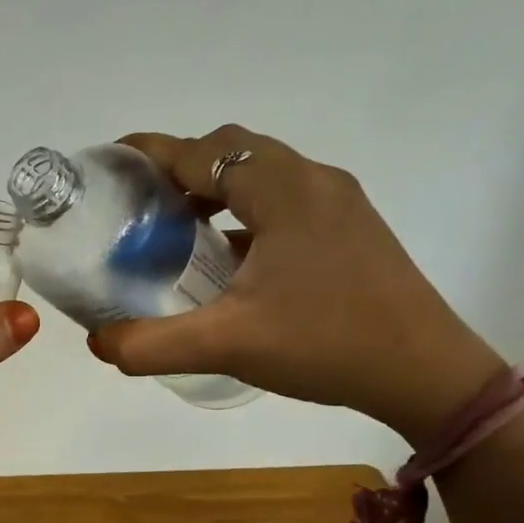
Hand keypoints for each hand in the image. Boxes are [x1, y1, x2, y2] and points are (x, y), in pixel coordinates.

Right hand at [87, 125, 506, 442]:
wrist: (425, 373)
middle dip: (182, 167)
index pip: (203, 150)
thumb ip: (152, 344)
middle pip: (234, 150)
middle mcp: (313, 181)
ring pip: (263, 173)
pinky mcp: (352, 229)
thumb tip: (98, 344)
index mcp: (282, 191)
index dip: (152, 153)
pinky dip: (247, 212)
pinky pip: (286, 200)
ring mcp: (339, 203)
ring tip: (180, 228)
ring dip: (217, 188)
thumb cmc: (325, 344)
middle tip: (142, 204)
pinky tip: (231, 259)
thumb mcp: (226, 345)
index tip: (111, 164)